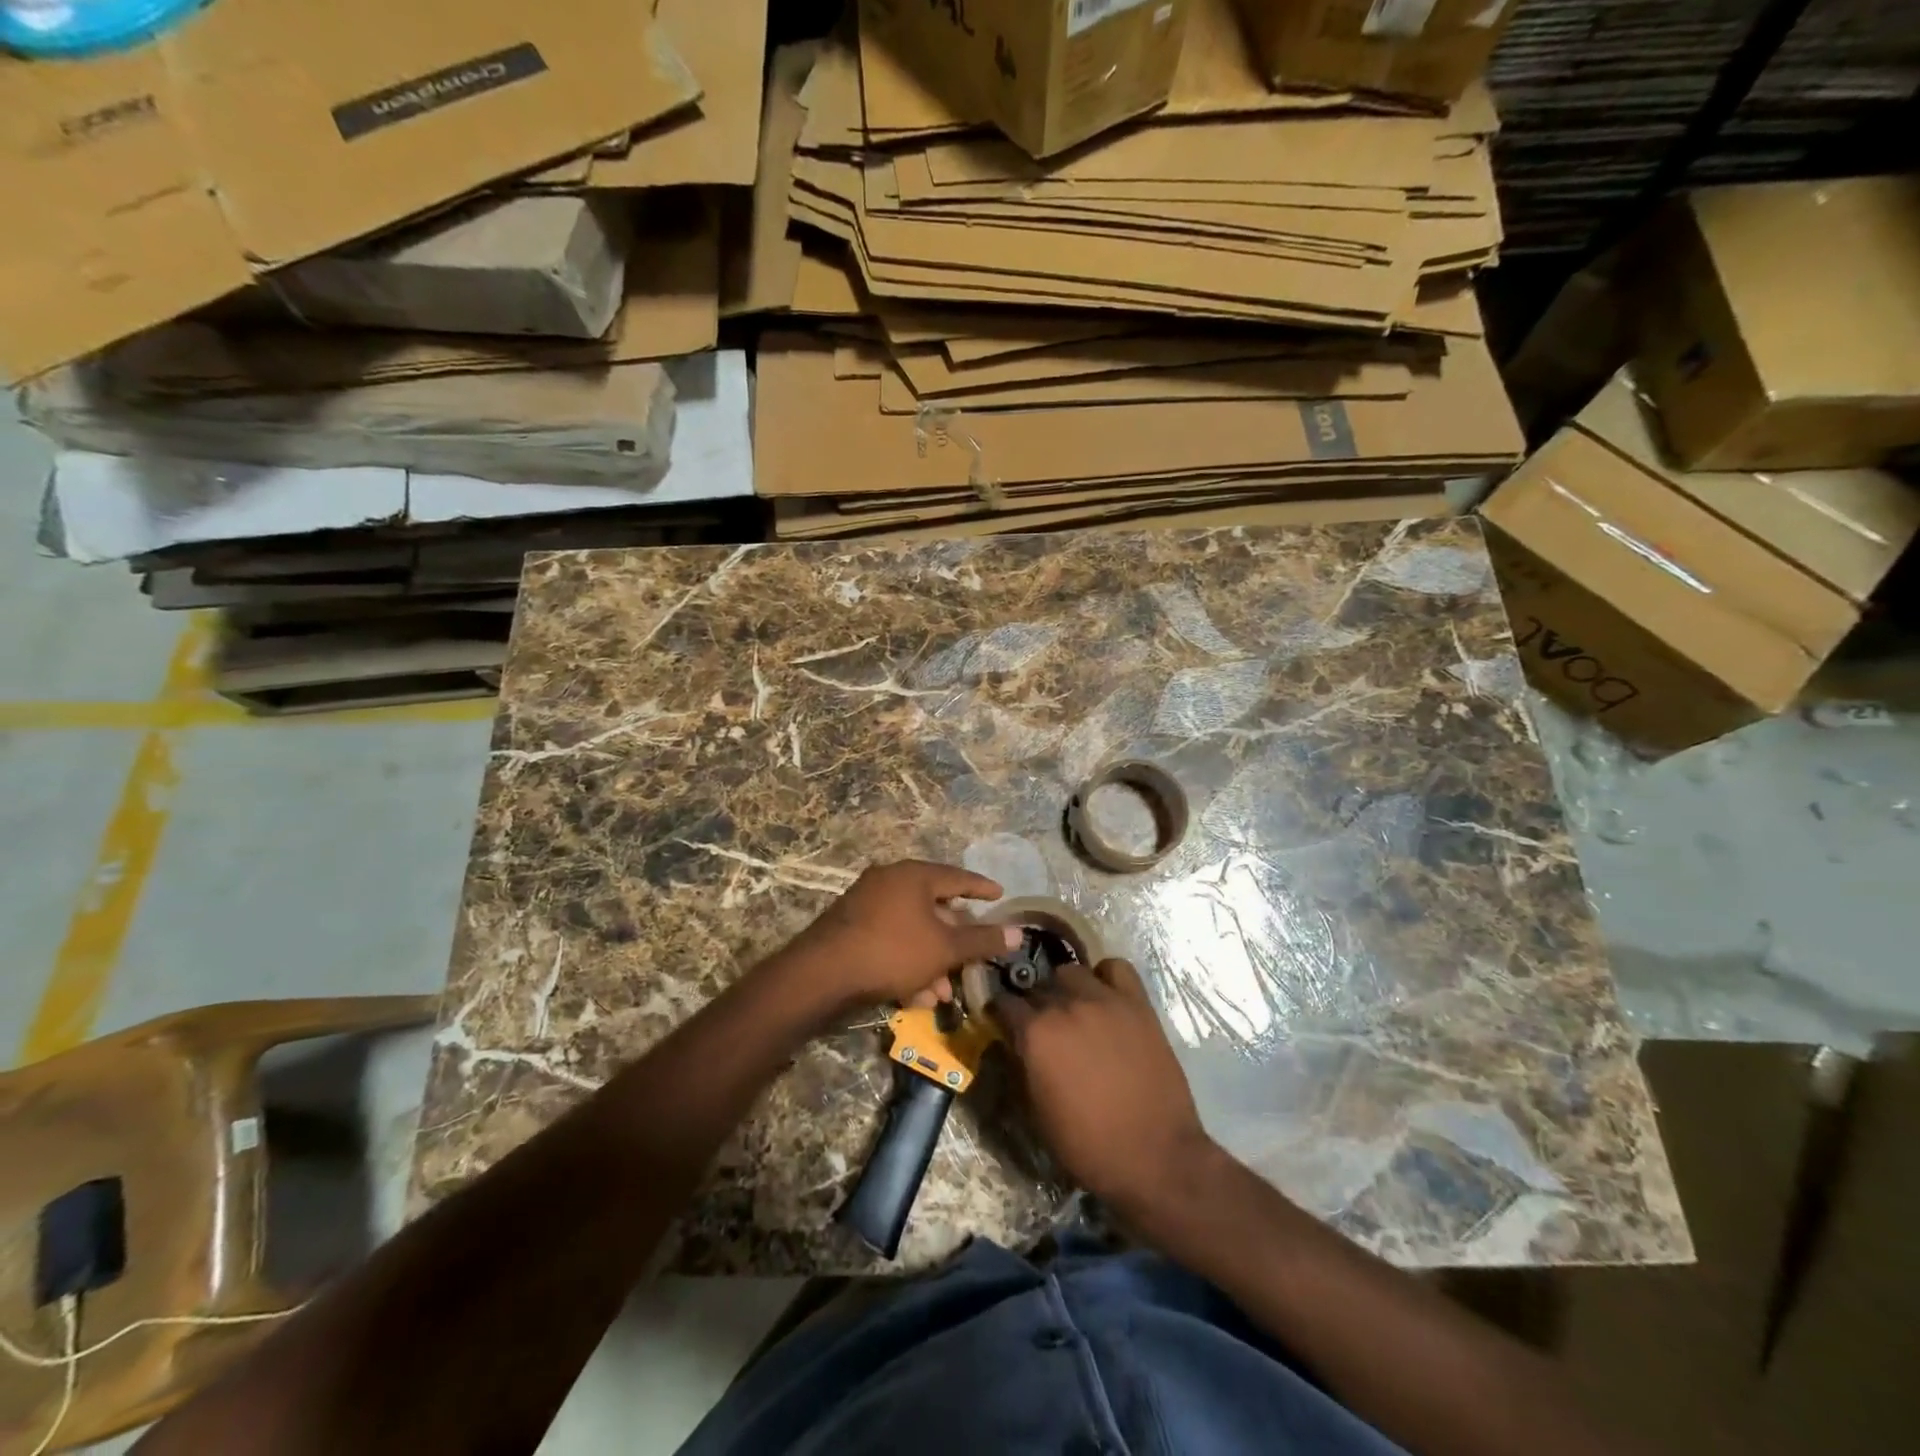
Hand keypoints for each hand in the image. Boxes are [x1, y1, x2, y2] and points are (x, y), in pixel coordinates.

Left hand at [776, 860, 1021, 1013]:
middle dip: (954, 939)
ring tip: (941, 992)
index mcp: (913, 875)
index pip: (957, 876)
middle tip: (971, 956)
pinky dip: (907, 962)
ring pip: (911, 929)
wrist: (823, 974)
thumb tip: (1018, 932)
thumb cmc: (893, 951)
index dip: (981, 887)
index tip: (1000, 894)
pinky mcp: (850, 927)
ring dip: (931, 960)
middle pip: (933, 906)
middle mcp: (889, 881)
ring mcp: (866, 903)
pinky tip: (914, 996)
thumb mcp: (945, 949)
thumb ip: (982, 940)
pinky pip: (890, 940)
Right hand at [993, 957, 1217, 1218]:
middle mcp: (1066, 1005)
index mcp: (1036, 1033)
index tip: (1003, 1021)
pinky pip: (1116, 968)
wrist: (1154, 1156)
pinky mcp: (1137, 1003)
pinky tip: (1106, 997)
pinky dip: (1106, 977)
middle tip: (1041, 1023)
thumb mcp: (1038, 1110)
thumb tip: (1016, 1041)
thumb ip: (1023, 1063)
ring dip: (1066, 988)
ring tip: (1074, 1008)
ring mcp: (1104, 999)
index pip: (1004, 1003)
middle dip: (1034, 1002)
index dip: (1001, 1013)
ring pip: (1072, 972)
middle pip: (1038, 985)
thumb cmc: (1088, 1145)